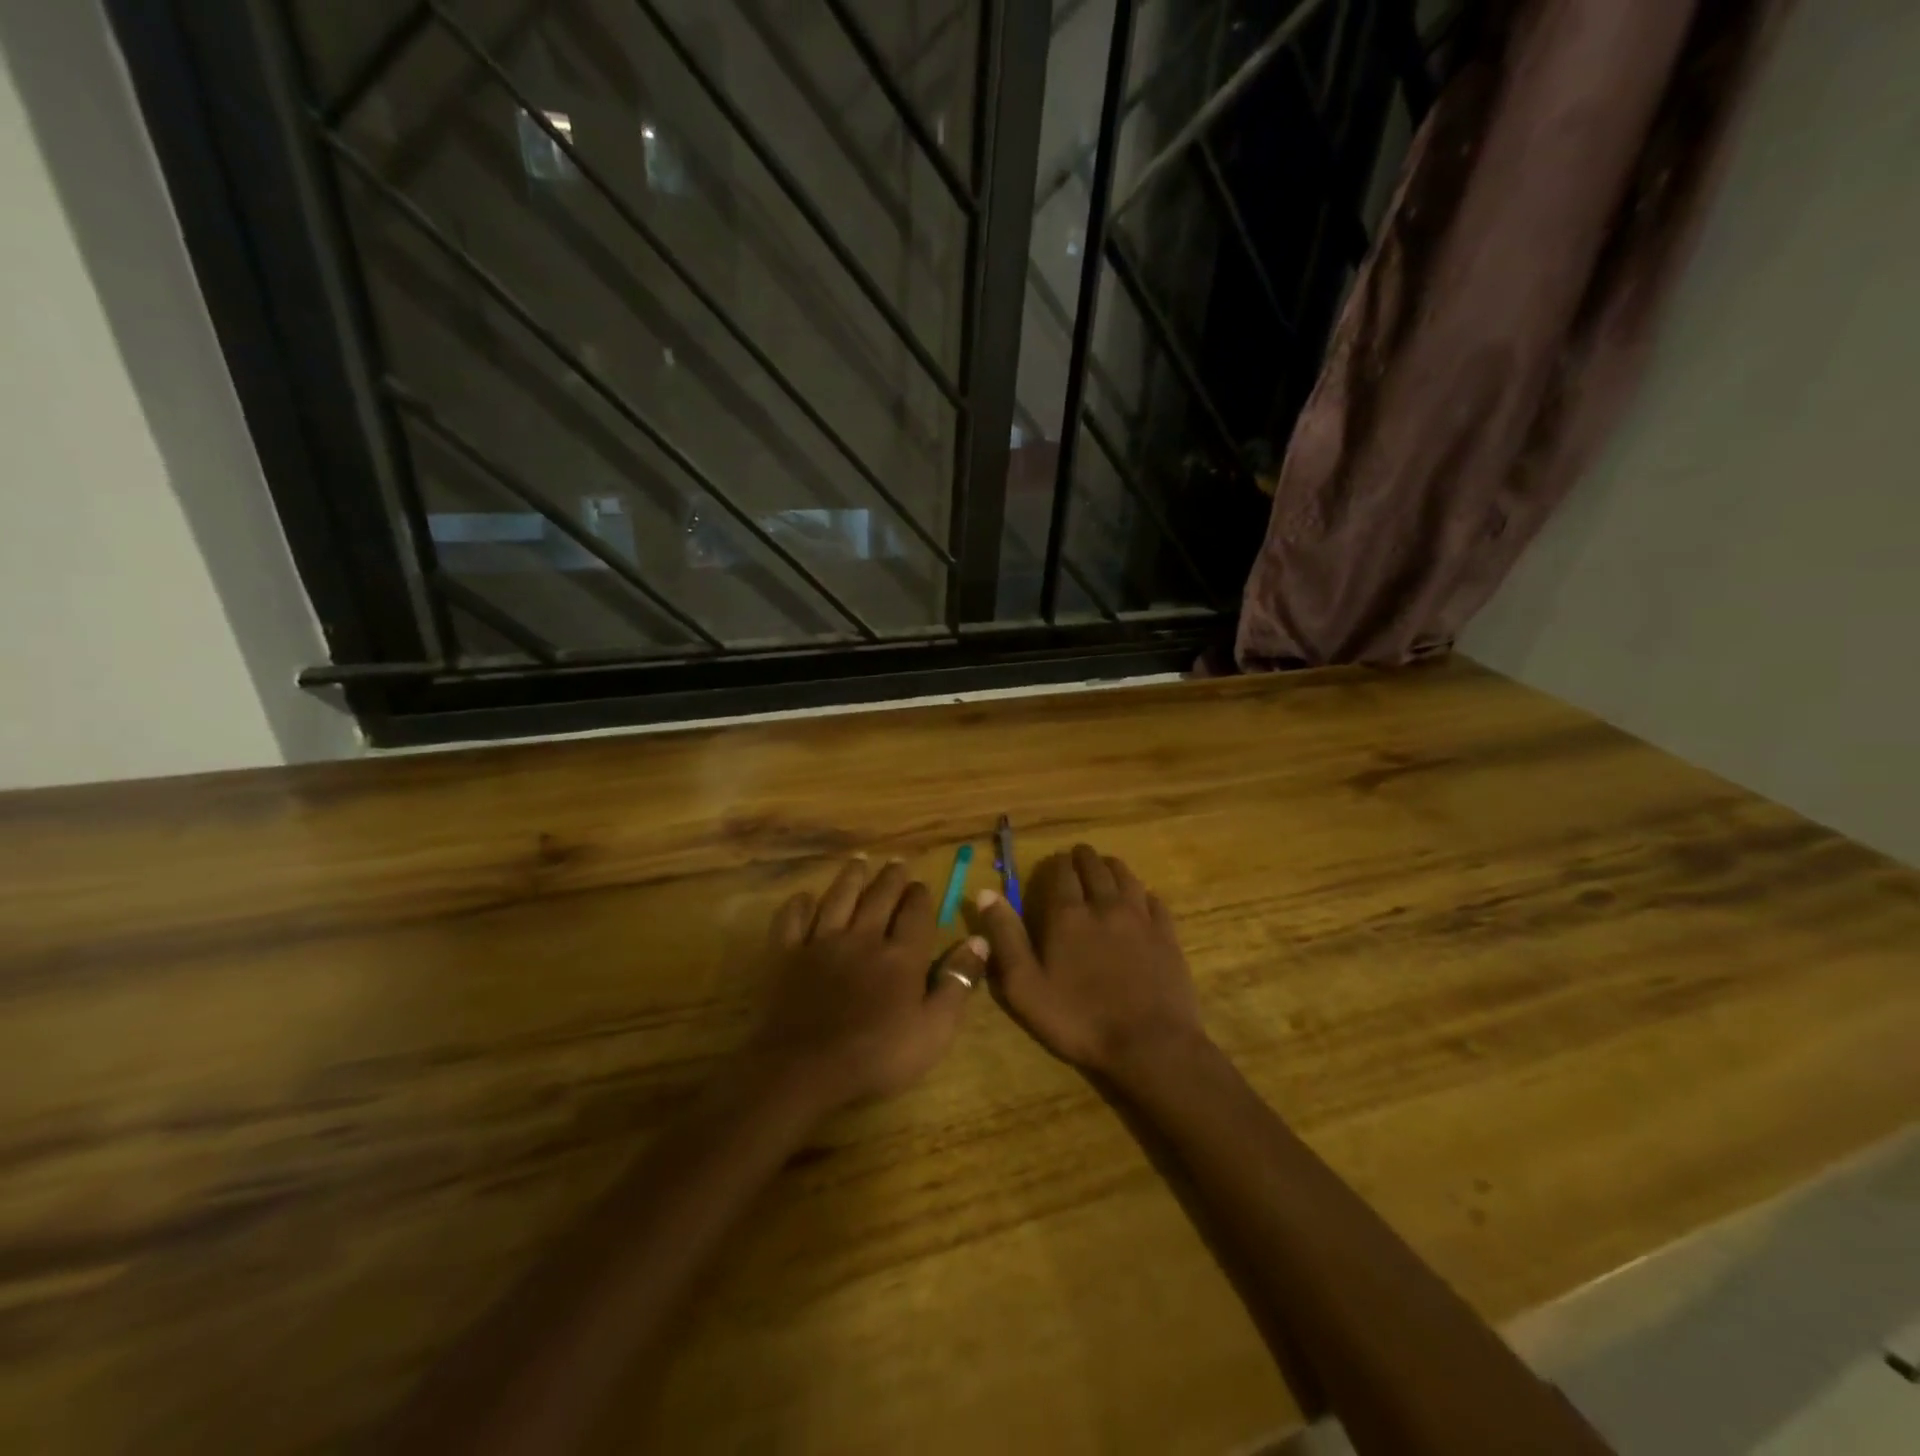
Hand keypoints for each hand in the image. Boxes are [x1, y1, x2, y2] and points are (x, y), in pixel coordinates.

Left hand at [747, 858, 985, 1115]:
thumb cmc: (877, 1057)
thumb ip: (958, 982)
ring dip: (850, 878)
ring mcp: (821, 943)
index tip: (921, 884)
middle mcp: (863, 937)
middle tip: (896, 862)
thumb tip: (980, 940)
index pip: (915, 913)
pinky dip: (799, 906)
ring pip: (838, 898)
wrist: (804, 1069)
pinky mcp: (786, 956)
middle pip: (878, 898)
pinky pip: (791, 921)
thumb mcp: (934, 1030)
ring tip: (859, 861)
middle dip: (890, 878)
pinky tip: (805, 898)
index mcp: (900, 955)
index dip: (920, 896)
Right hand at [973, 845, 1206, 1079]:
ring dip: (1112, 867)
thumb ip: (1005, 937)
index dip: (1056, 863)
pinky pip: (1154, 900)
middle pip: (1095, 868)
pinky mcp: (1167, 935)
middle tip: (1078, 856)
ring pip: (1126, 877)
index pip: (1061, 873)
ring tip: (1106, 866)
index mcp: (1068, 915)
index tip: (1054, 860)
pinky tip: (1141, 898)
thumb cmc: (1079, 1019)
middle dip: (1083, 858)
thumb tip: (986, 893)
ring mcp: (1140, 918)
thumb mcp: (1025, 986)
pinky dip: (1142, 893)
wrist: (1150, 1045)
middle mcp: (1105, 906)